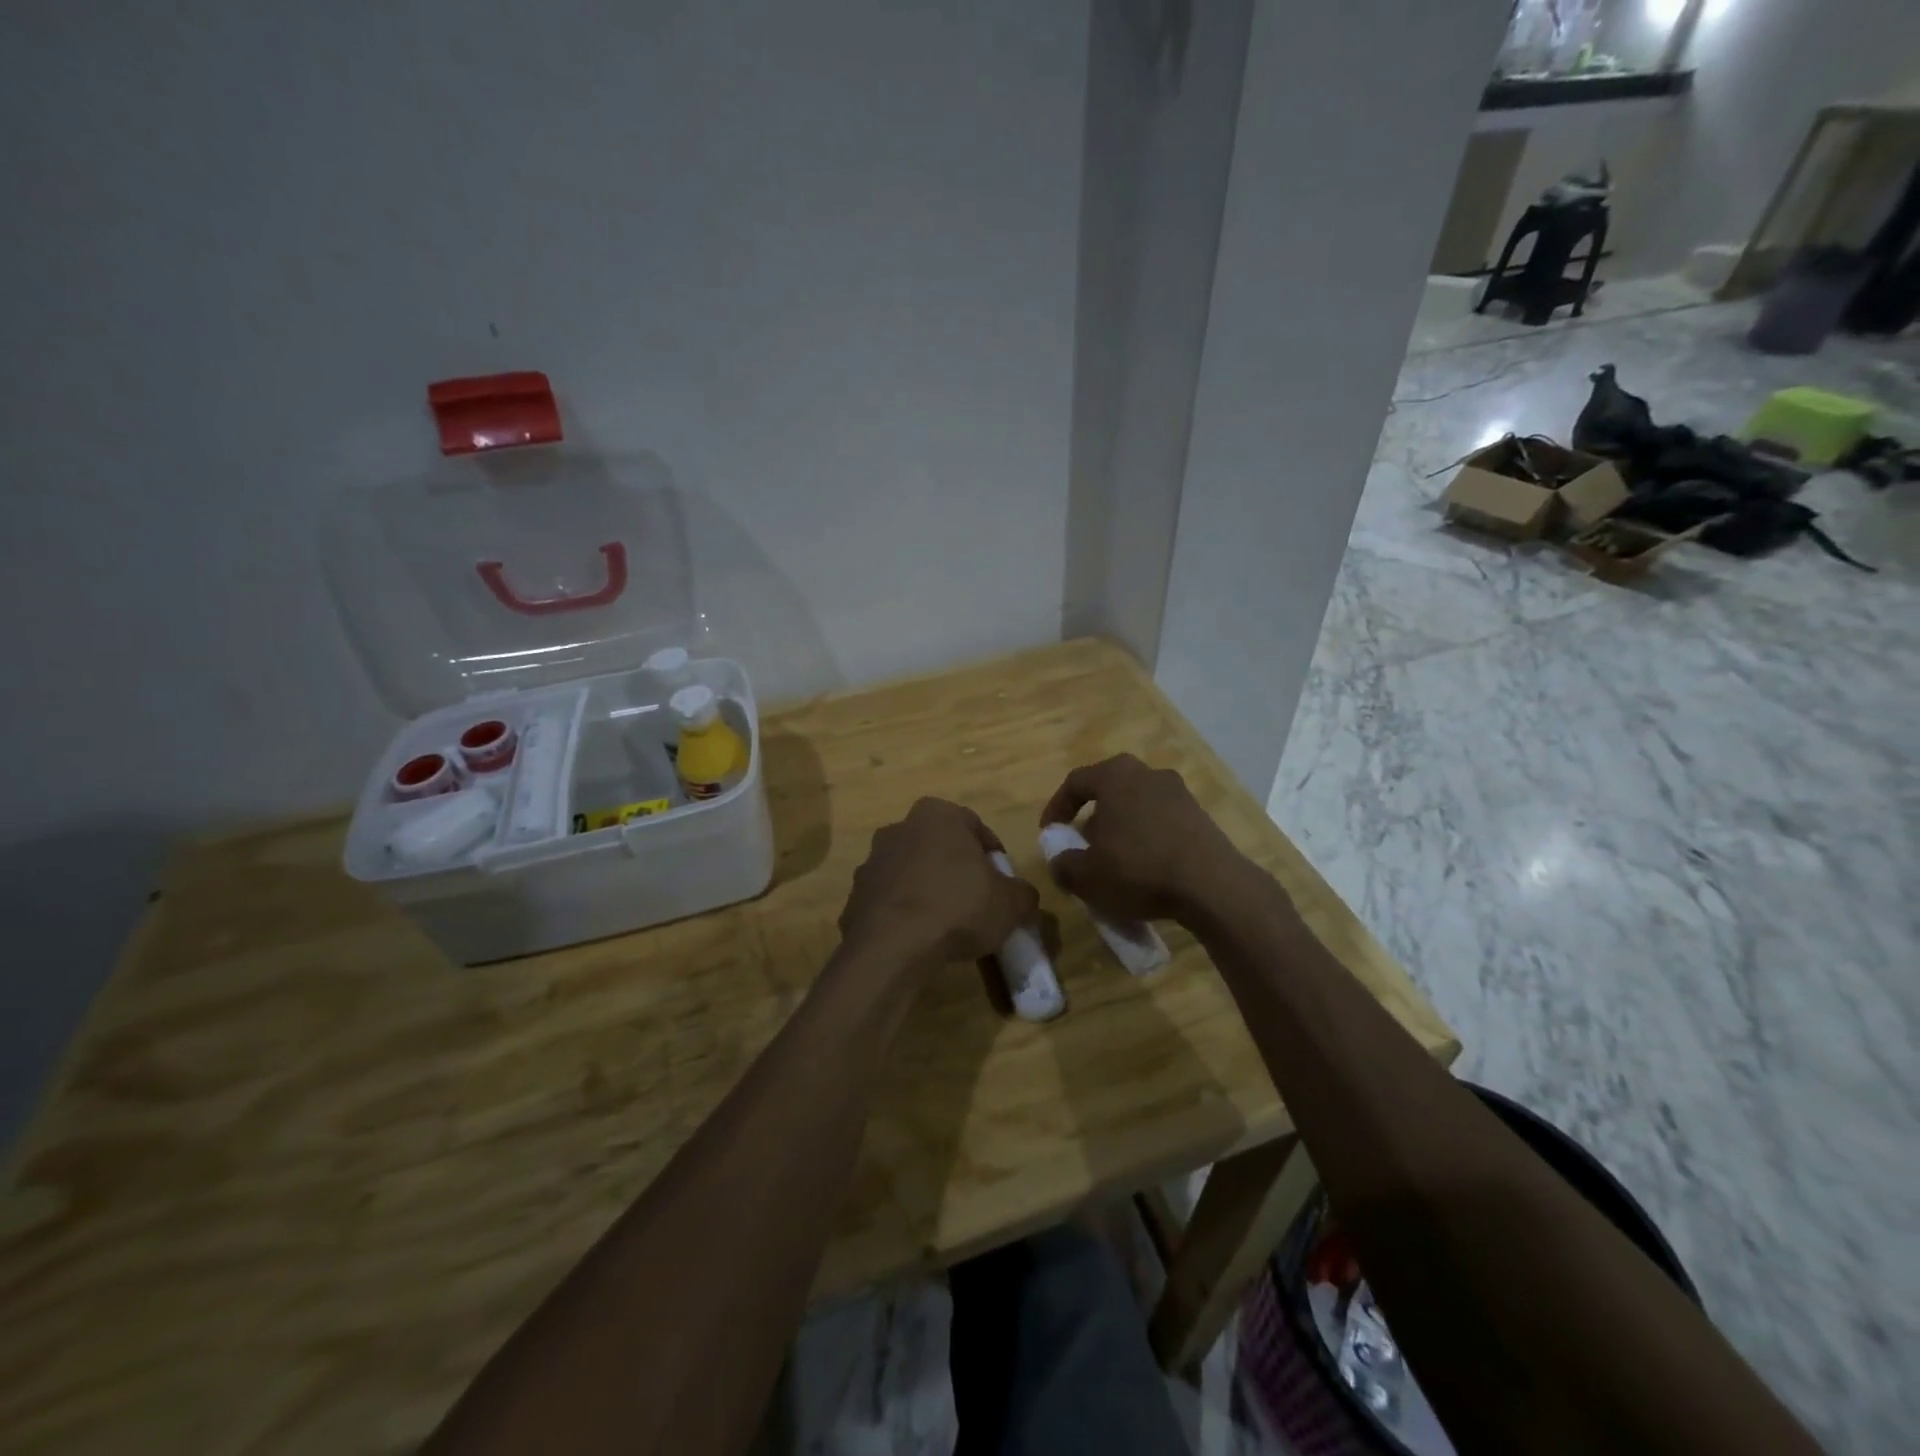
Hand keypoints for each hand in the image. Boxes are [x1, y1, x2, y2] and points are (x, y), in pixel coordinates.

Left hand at [838, 798, 1039, 969]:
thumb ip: (1023, 893)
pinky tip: (918, 939)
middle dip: (957, 871)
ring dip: (927, 890)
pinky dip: (903, 914)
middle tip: (976, 903)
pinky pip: (889, 900)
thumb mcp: (1011, 902)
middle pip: (940, 847)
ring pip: (912, 872)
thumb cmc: (958, 907)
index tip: (1002, 885)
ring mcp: (872, 861)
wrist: (892, 946)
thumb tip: (1021, 897)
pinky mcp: (854, 895)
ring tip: (946, 926)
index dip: (993, 857)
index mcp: (938, 814)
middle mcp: (900, 827)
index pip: (976, 827)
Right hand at [1039, 755, 1248, 925]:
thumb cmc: (1139, 870)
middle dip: (1092, 818)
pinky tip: (1145, 868)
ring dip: (1121, 829)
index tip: (1050, 833)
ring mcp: (1179, 793)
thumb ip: (1063, 864)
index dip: (1056, 807)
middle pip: (1109, 790)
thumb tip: (1060, 861)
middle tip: (1083, 845)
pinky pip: (1161, 821)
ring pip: (1137, 805)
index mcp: (1116, 775)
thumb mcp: (1086, 875)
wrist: (1213, 887)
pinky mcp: (1201, 816)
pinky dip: (1147, 838)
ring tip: (1114, 861)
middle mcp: (1149, 773)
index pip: (1075, 781)